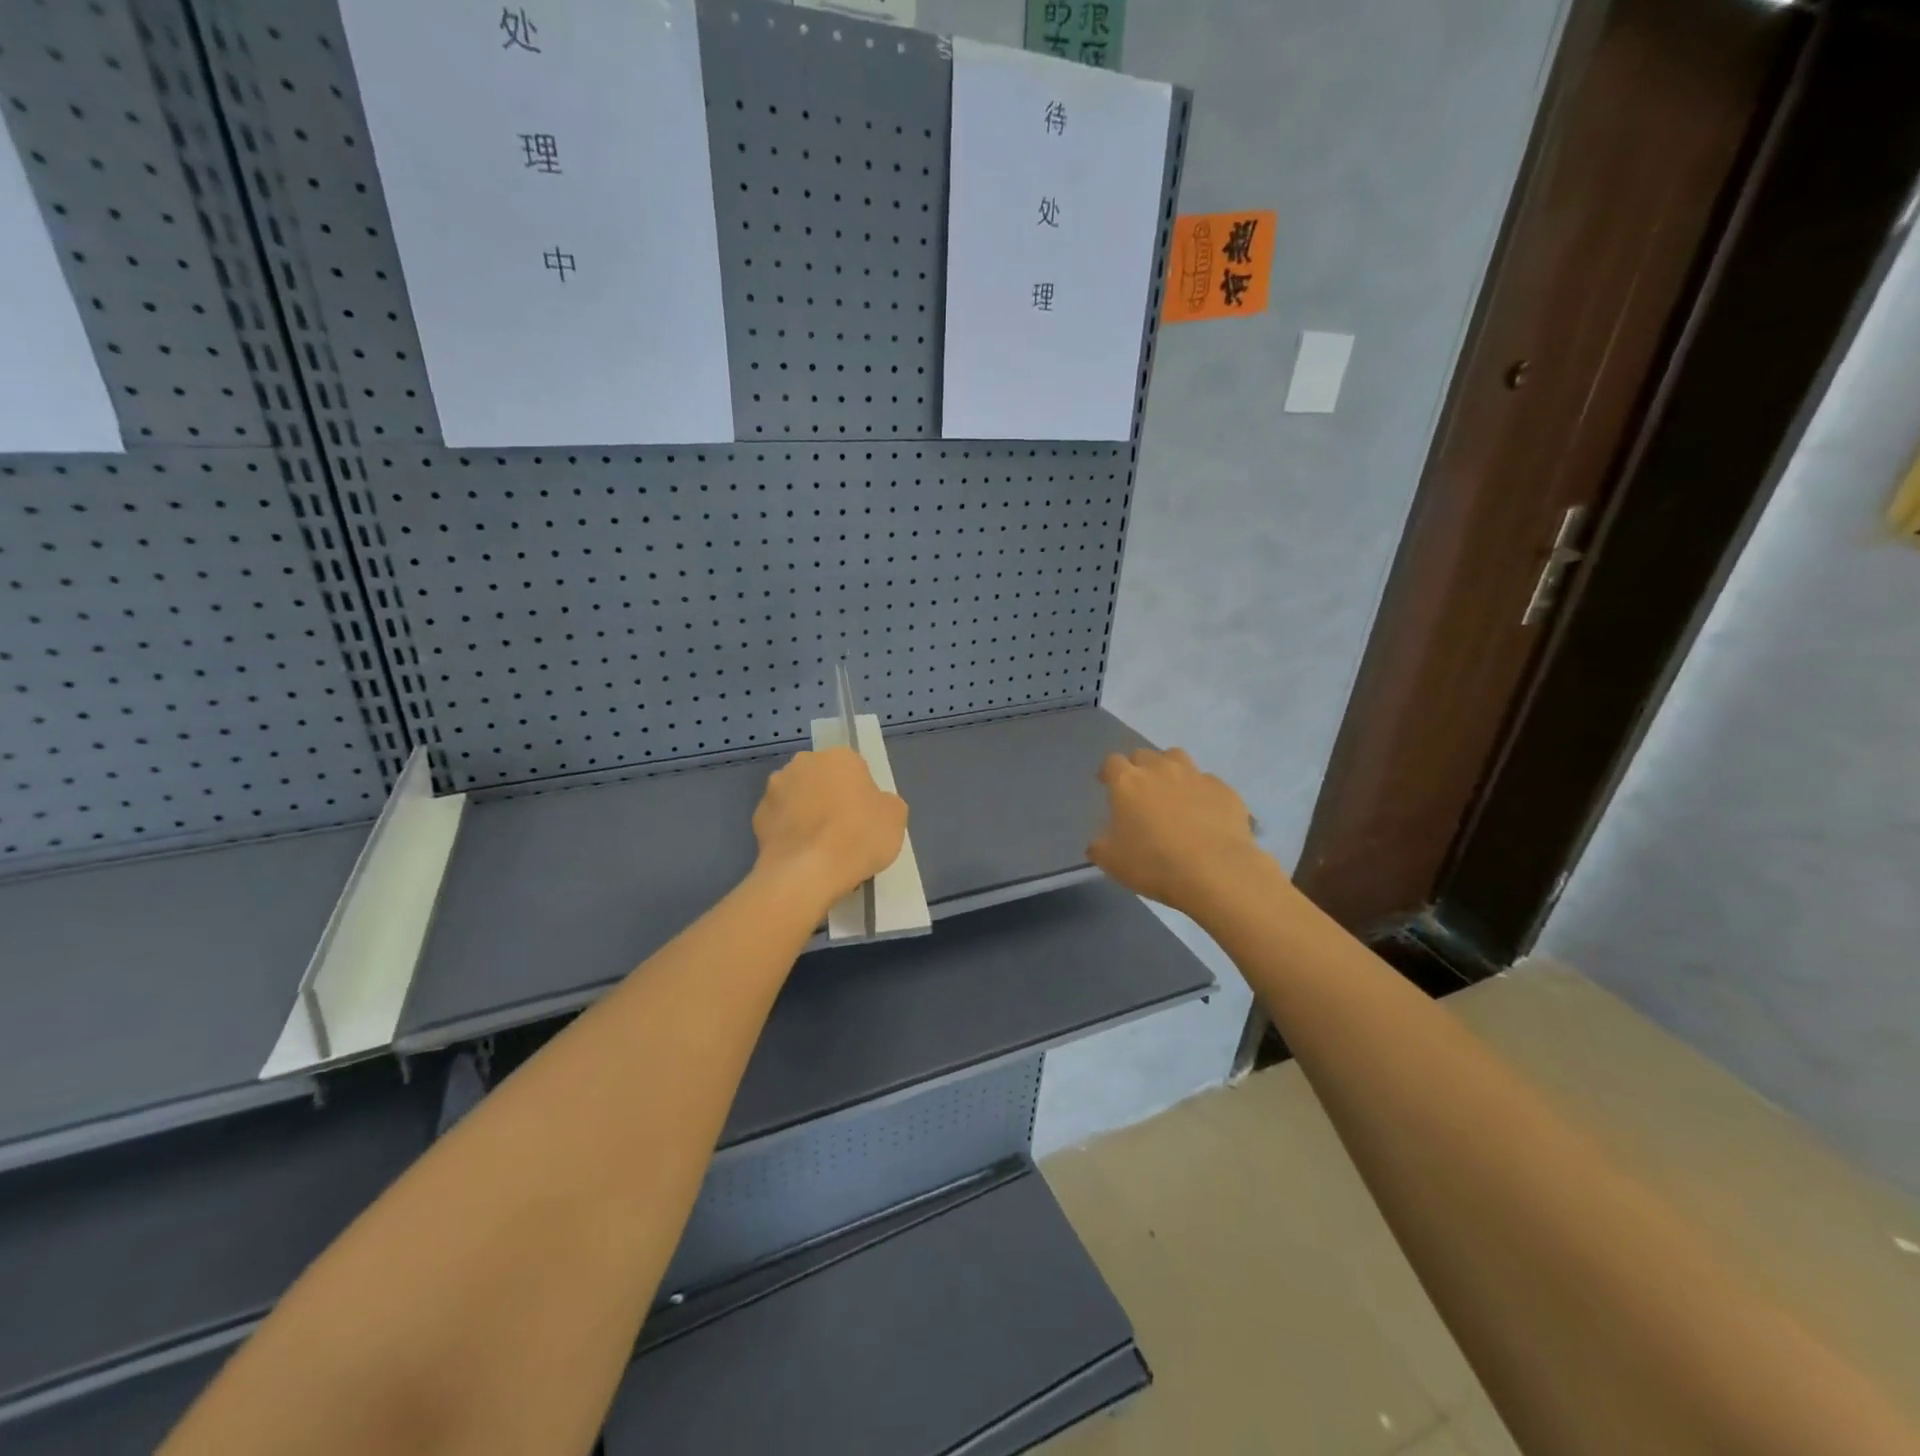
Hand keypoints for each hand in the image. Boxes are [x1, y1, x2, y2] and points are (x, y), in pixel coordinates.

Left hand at [752, 747, 907, 915]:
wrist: (806, 872)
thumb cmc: (858, 837)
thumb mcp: (896, 818)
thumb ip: (884, 802)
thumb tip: (873, 804)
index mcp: (839, 757)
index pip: (855, 770)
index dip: (861, 794)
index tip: (865, 818)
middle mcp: (803, 763)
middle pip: (822, 779)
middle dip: (830, 798)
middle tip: (844, 831)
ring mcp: (775, 789)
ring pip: (798, 798)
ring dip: (806, 813)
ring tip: (820, 848)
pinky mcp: (757, 816)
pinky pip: (781, 821)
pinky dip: (789, 833)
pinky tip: (801, 856)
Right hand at [1088, 748, 1270, 917]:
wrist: (1215, 871)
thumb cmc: (1154, 863)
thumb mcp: (1111, 861)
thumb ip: (1099, 845)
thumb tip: (1099, 842)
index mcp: (1128, 781)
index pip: (1112, 762)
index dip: (1107, 772)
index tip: (1106, 784)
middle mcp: (1160, 769)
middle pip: (1144, 755)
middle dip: (1138, 768)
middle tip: (1139, 791)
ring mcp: (1195, 776)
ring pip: (1177, 758)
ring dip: (1169, 769)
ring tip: (1171, 791)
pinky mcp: (1224, 789)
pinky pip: (1207, 782)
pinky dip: (1200, 792)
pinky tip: (1203, 812)